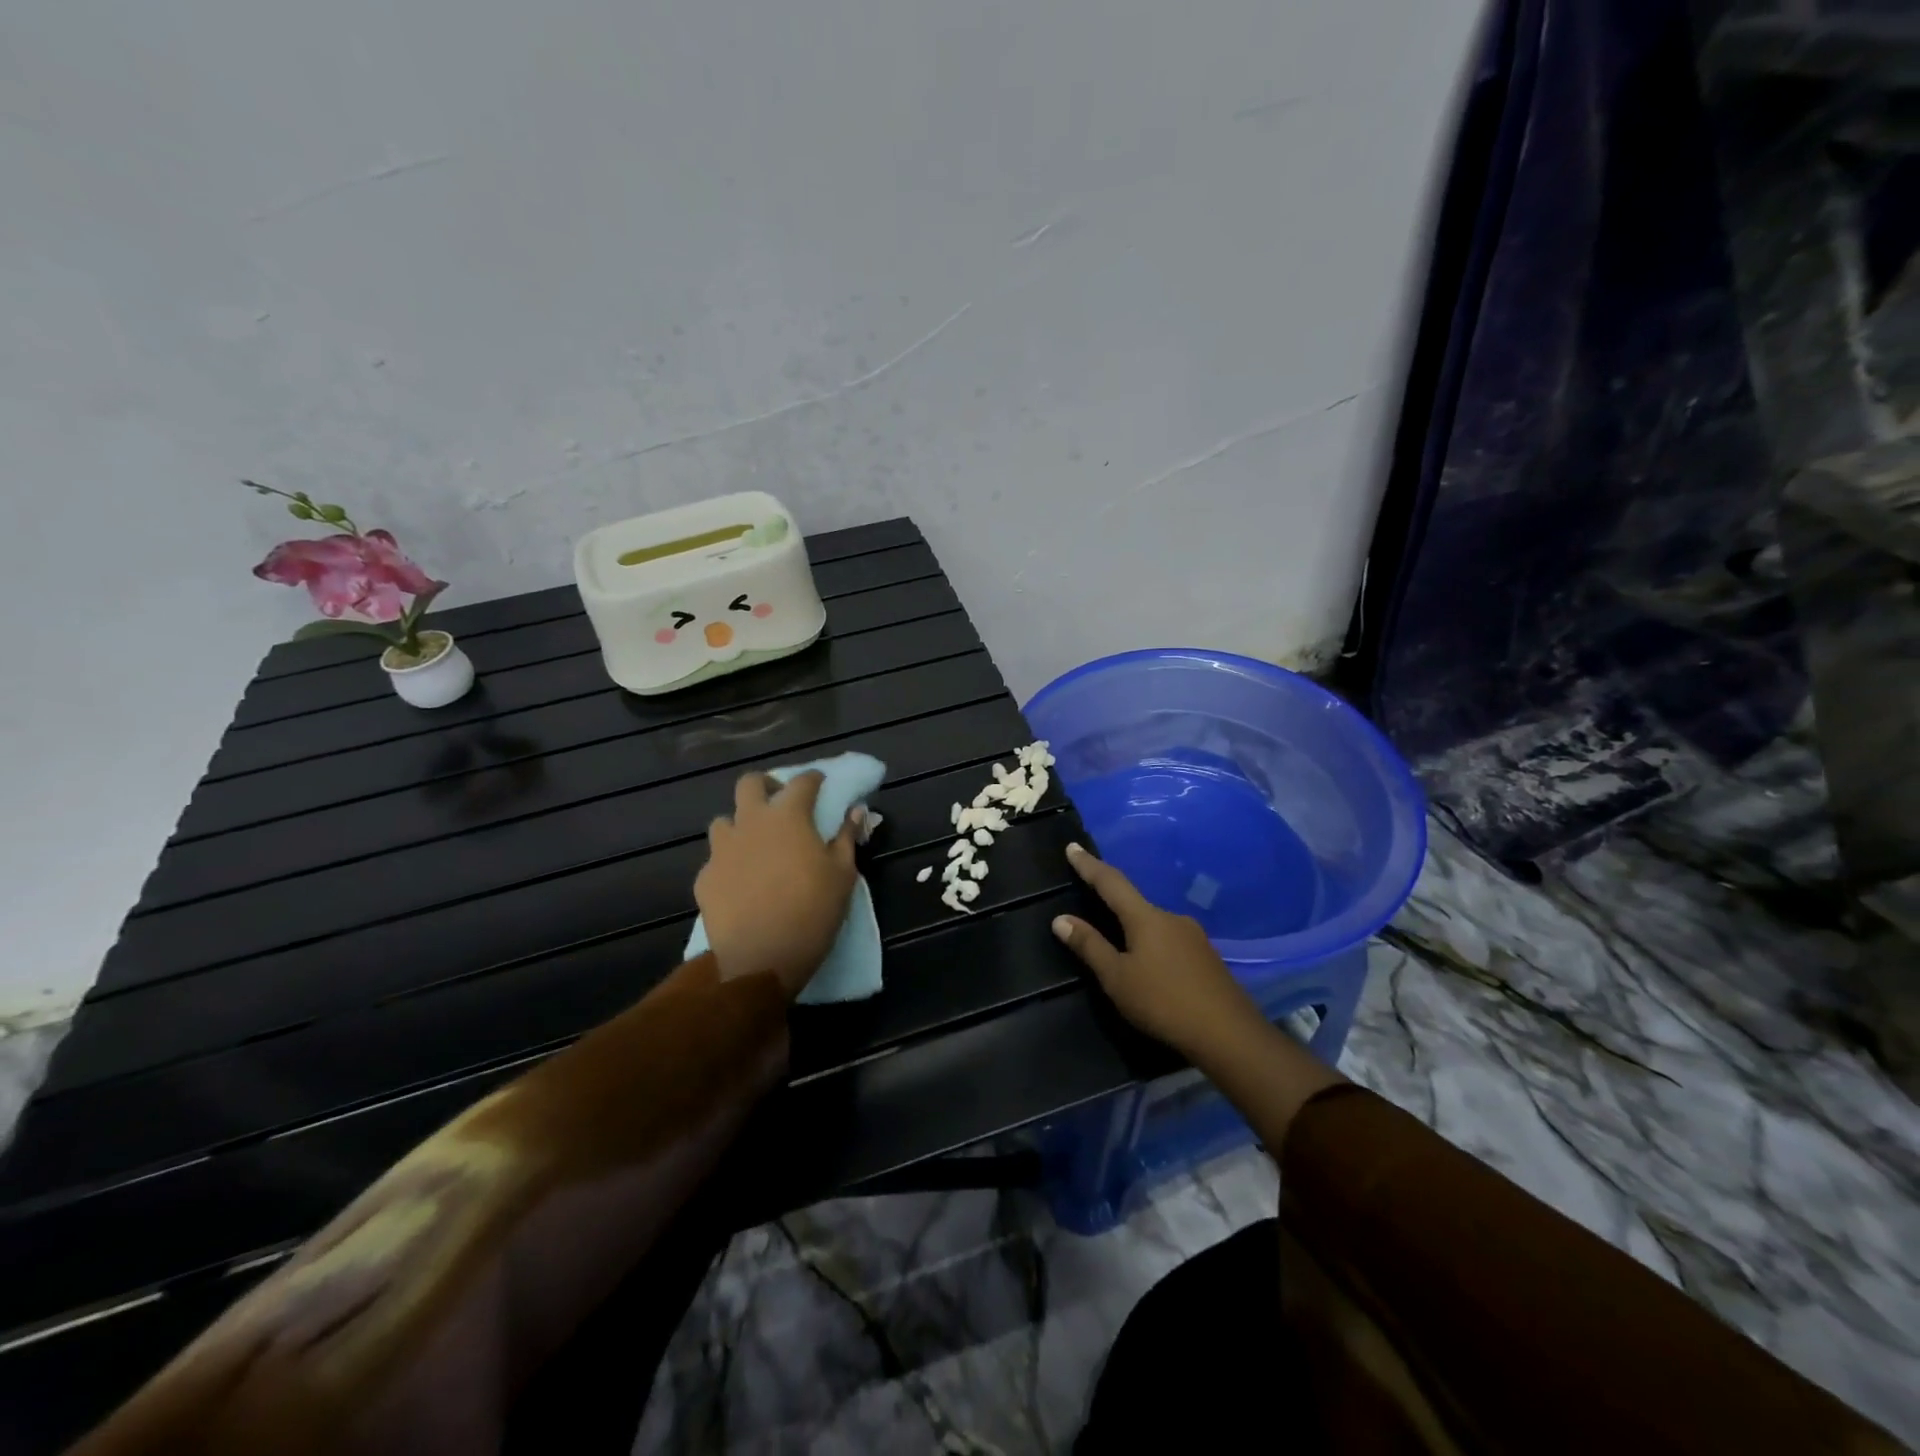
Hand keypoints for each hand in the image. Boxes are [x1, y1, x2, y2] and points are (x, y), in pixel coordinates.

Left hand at [696, 770, 860, 998]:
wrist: (760, 960)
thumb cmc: (812, 912)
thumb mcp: (843, 874)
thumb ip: (847, 837)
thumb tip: (855, 811)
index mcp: (788, 817)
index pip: (802, 782)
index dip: (814, 779)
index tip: (821, 784)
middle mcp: (750, 823)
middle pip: (750, 783)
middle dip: (766, 785)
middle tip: (781, 803)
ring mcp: (722, 850)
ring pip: (725, 821)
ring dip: (741, 825)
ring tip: (757, 845)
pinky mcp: (704, 878)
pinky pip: (716, 859)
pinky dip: (730, 862)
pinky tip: (741, 883)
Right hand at [1050, 842, 1264, 1059]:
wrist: (1229, 1034)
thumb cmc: (1163, 1002)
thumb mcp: (1117, 978)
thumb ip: (1090, 946)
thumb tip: (1060, 919)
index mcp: (1146, 917)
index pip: (1111, 882)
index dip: (1089, 865)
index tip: (1073, 847)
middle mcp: (1171, 917)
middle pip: (1134, 902)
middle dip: (1112, 902)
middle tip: (1092, 903)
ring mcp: (1193, 936)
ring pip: (1154, 924)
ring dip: (1134, 928)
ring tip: (1120, 947)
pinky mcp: (1206, 957)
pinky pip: (1170, 940)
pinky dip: (1152, 944)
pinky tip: (1150, 966)